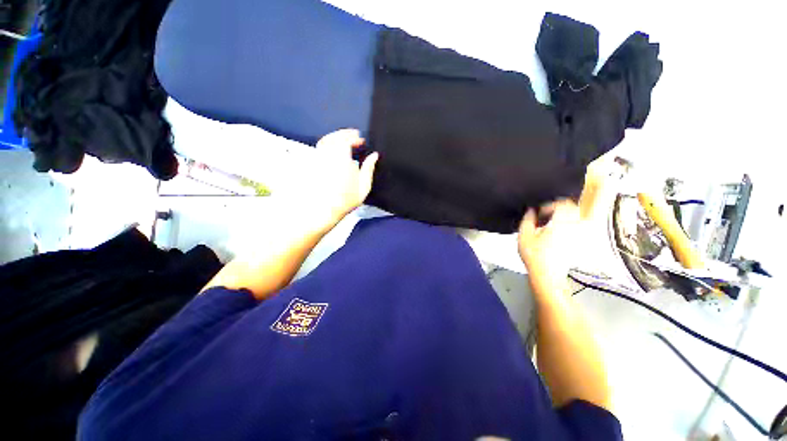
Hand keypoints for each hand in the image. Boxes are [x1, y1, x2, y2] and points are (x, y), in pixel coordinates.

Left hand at [300, 129, 378, 232]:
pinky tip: (333, 150)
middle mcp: (328, 155)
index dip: (354, 137)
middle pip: (334, 137)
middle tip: (353, 136)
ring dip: (335, 137)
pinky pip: (319, 149)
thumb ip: (369, 169)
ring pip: (325, 141)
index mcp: (342, 158)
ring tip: (344, 140)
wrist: (324, 209)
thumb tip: (374, 156)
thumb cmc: (345, 200)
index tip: (361, 140)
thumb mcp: (363, 187)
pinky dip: (327, 145)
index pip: (346, 140)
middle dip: (344, 134)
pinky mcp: (312, 164)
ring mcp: (318, 159)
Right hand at [518, 200, 581, 297]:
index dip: (549, 205)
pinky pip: (575, 227)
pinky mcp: (578, 244)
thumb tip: (531, 211)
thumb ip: (527, 220)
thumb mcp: (524, 236)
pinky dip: (565, 225)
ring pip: (575, 218)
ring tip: (548, 223)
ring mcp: (578, 236)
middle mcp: (573, 227)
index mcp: (561, 223)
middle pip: (571, 209)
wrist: (548, 276)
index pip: (562, 204)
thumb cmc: (535, 256)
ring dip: (562, 216)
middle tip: (544, 214)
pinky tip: (552, 233)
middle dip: (557, 208)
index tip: (539, 211)